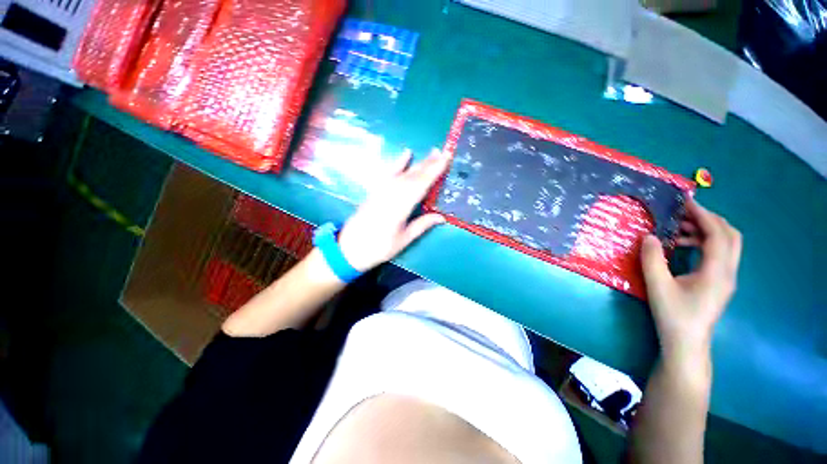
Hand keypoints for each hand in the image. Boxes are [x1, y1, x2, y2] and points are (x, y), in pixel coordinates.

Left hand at [337, 149, 449, 271]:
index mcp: (400, 207)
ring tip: (433, 152)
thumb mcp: (403, 239)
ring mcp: (382, 190)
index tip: (446, 159)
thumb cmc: (379, 247)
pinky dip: (398, 162)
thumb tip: (442, 217)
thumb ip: (422, 225)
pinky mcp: (376, 190)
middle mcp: (391, 194)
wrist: (349, 248)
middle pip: (414, 175)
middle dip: (430, 163)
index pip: (421, 185)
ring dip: (419, 162)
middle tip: (444, 153)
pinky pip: (389, 173)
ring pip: (404, 173)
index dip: (434, 171)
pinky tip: (406, 153)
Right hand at [640, 198, 741, 364]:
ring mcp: (726, 278)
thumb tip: (648, 236)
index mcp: (716, 271)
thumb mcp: (658, 286)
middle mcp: (728, 271)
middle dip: (709, 219)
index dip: (703, 215)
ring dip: (706, 231)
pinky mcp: (720, 282)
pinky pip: (719, 254)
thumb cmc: (673, 315)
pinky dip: (704, 243)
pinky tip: (683, 247)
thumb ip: (652, 259)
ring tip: (679, 229)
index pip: (717, 234)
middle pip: (730, 235)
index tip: (685, 202)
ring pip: (727, 244)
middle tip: (684, 213)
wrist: (686, 343)